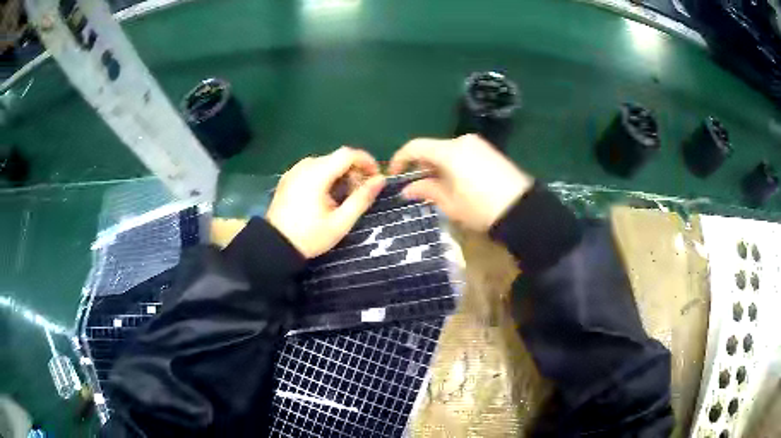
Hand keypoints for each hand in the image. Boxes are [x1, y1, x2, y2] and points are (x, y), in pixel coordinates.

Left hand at [266, 147, 385, 258]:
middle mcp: (304, 166)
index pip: (347, 154)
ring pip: (325, 163)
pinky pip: (312, 169)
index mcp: (317, 174)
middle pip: (336, 158)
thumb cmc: (310, 236)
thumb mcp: (340, 222)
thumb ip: (362, 199)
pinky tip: (326, 197)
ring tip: (344, 197)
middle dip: (354, 171)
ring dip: (340, 174)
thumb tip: (380, 180)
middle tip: (360, 193)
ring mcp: (294, 171)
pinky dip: (325, 177)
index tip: (376, 177)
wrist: (274, 246)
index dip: (366, 161)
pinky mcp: (288, 178)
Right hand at [388, 134, 533, 230]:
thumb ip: (426, 190)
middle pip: (433, 148)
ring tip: (437, 188)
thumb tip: (407, 188)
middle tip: (417, 187)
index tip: (394, 175)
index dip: (400, 159)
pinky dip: (453, 165)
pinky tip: (456, 183)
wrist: (522, 209)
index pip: (415, 147)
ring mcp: (479, 145)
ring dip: (437, 166)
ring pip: (448, 151)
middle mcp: (463, 141)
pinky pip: (463, 154)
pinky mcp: (490, 152)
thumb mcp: (450, 203)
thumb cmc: (481, 208)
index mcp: (449, 151)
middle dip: (421, 165)